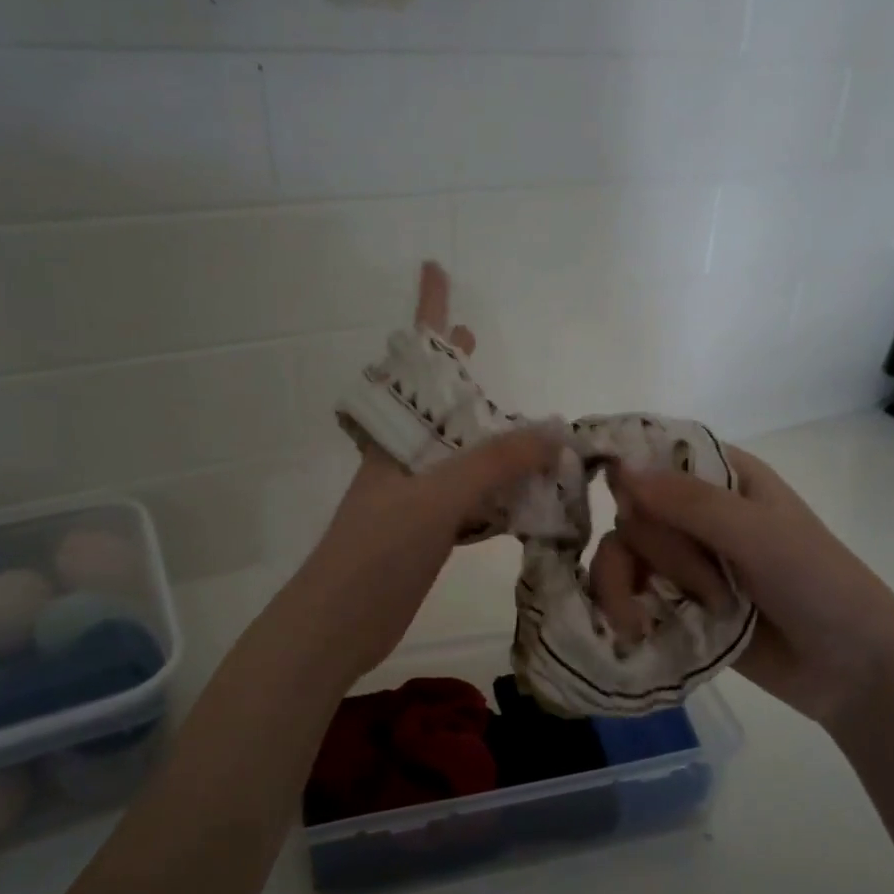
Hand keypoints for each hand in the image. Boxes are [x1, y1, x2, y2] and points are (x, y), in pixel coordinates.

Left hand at [285, 264, 559, 683]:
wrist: (338, 624)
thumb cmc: (376, 551)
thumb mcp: (435, 498)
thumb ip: (493, 463)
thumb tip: (555, 429)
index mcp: (397, 438)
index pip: (414, 362)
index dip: (426, 314)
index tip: (435, 269)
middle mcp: (406, 460)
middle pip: (437, 404)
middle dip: (456, 372)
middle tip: (478, 340)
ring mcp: (418, 498)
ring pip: (461, 454)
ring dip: (489, 436)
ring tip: (524, 418)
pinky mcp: (431, 534)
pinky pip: (473, 499)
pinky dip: (500, 490)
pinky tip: (526, 488)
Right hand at [602, 448, 893, 732]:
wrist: (850, 669)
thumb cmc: (818, 585)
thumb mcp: (759, 536)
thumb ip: (691, 503)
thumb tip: (620, 469)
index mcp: (723, 477)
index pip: (654, 454)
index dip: (626, 469)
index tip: (609, 493)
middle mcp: (696, 511)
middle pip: (633, 509)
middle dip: (660, 552)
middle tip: (710, 588)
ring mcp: (683, 558)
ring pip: (621, 550)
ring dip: (626, 583)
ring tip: (639, 622)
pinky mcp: (674, 601)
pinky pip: (626, 590)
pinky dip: (621, 606)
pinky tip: (633, 630)